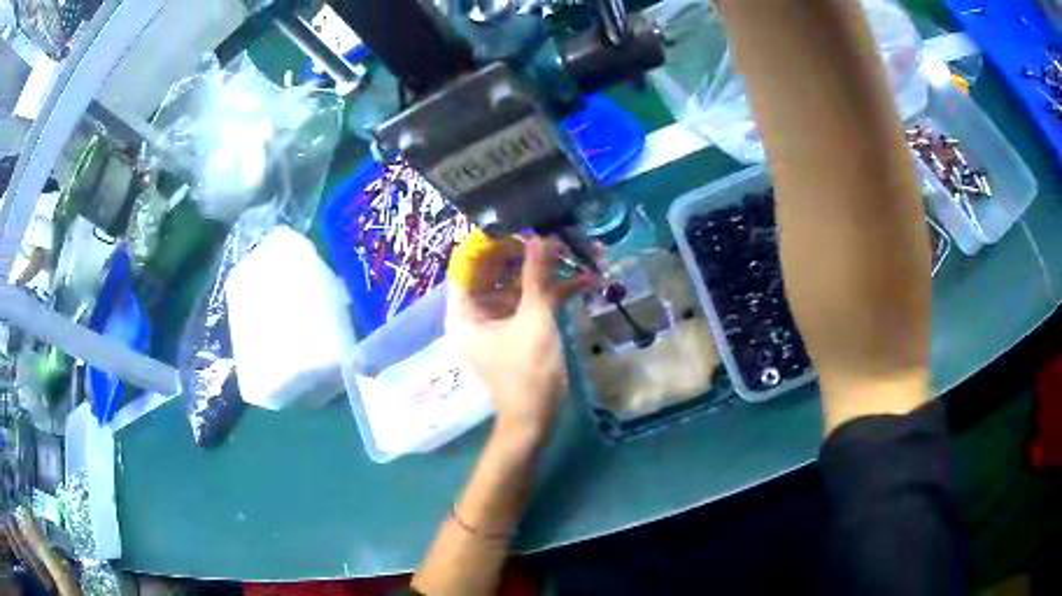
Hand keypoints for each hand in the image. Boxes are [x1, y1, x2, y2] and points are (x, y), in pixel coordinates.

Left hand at [446, 233, 586, 444]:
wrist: (537, 420)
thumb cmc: (528, 374)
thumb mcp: (534, 322)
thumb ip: (537, 276)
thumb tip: (542, 236)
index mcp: (464, 312)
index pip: (467, 264)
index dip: (489, 242)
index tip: (518, 223)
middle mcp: (476, 312)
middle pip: (495, 270)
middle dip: (526, 252)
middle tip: (554, 234)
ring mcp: (498, 320)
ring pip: (517, 283)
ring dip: (546, 270)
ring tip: (577, 250)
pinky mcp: (518, 327)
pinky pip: (531, 301)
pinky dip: (554, 291)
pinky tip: (585, 279)